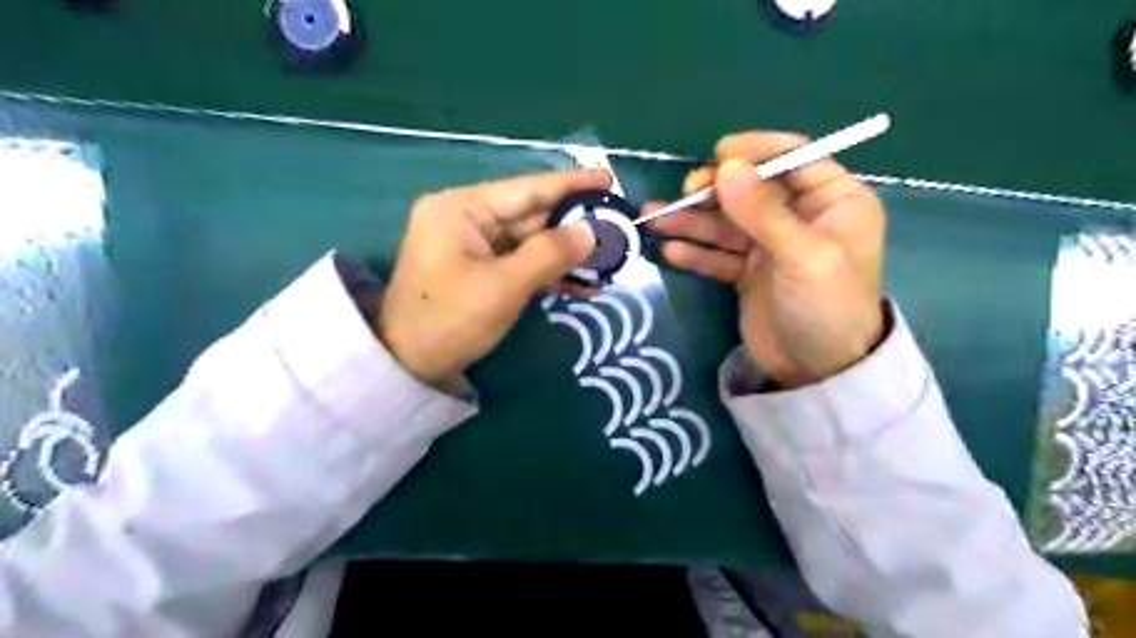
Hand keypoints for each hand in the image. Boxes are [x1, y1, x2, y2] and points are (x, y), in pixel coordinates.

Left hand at [380, 171, 612, 387]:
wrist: (408, 365)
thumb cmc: (449, 320)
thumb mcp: (503, 287)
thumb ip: (549, 254)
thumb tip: (592, 231)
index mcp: (462, 208)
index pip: (526, 189)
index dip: (570, 185)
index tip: (608, 179)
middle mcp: (467, 218)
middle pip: (530, 215)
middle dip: (574, 225)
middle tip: (618, 228)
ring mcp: (473, 246)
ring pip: (530, 241)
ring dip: (566, 253)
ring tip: (609, 259)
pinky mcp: (479, 270)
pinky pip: (520, 262)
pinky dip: (548, 271)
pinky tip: (583, 282)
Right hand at [642, 131, 881, 385]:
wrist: (818, 372)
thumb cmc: (826, 306)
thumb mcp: (802, 255)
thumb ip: (763, 211)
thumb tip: (725, 167)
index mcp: (833, 201)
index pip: (794, 158)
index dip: (756, 152)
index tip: (718, 155)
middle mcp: (801, 218)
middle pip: (752, 190)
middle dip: (715, 191)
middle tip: (683, 195)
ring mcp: (771, 246)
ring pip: (728, 223)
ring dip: (693, 221)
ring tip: (656, 221)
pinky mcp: (748, 273)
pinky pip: (718, 254)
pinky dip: (696, 252)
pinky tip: (670, 251)